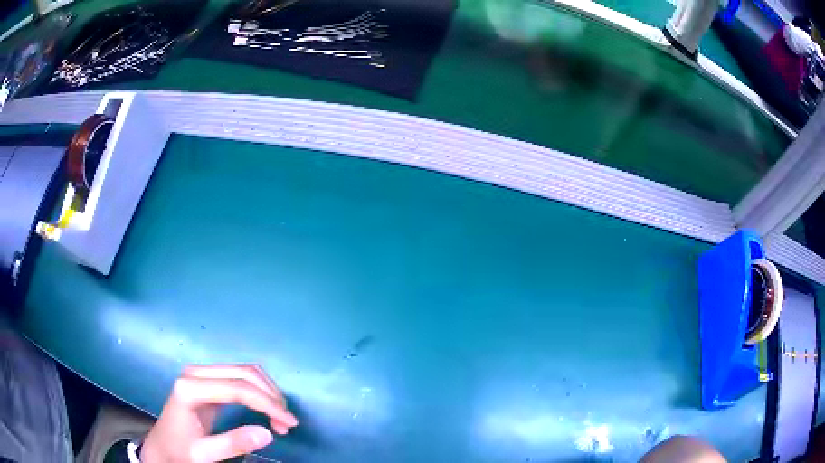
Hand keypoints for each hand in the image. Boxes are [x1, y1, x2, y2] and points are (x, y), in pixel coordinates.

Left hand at [140, 365, 298, 462]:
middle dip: (271, 396)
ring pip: (244, 372)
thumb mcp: (205, 454)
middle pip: (243, 373)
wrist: (161, 446)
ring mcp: (200, 373)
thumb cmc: (180, 450)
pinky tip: (266, 409)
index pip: (237, 388)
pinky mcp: (206, 379)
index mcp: (190, 389)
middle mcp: (195, 373)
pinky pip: (238, 378)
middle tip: (287, 423)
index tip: (289, 423)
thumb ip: (234, 443)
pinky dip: (258, 391)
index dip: (267, 404)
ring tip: (280, 419)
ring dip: (267, 392)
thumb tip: (268, 434)